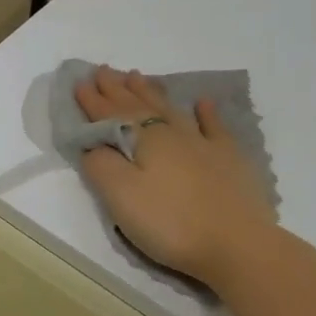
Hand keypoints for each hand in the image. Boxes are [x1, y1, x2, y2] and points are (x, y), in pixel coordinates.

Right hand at [73, 65, 275, 284]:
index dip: (93, 100)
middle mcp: (172, 133)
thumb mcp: (120, 197)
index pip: (110, 115)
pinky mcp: (229, 160)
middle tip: (105, 70)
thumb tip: (92, 144)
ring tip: (138, 77)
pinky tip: (203, 102)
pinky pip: (215, 127)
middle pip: (140, 105)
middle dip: (118, 88)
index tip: (79, 81)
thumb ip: (100, 165)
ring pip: (171, 109)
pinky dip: (207, 112)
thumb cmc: (170, 222)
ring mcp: (204, 144)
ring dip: (151, 93)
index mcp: (144, 140)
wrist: (237, 245)